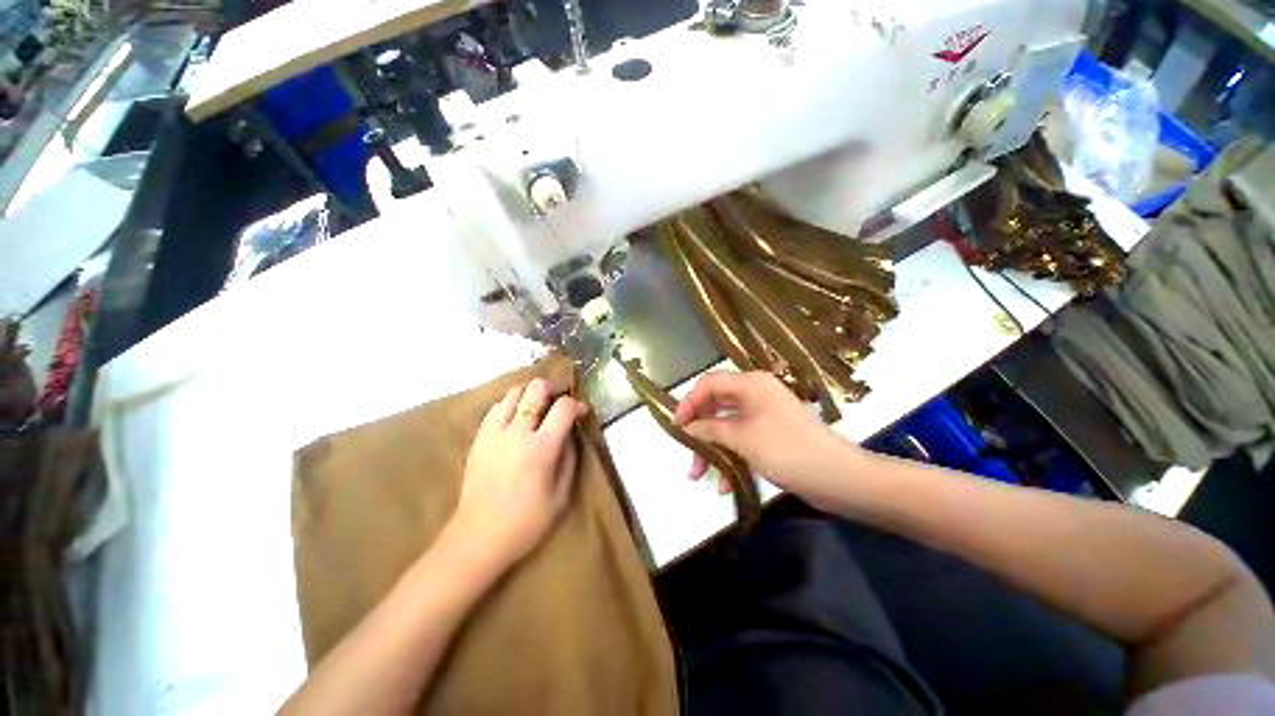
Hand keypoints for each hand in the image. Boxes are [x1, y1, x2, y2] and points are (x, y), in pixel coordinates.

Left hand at [450, 378, 586, 573]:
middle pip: (536, 389)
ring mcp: (494, 433)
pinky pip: (495, 408)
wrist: (478, 537)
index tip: (582, 413)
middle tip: (558, 400)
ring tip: (537, 405)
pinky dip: (510, 405)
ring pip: (513, 393)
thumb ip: (570, 458)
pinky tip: (516, 417)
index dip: (577, 404)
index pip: (564, 407)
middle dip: (552, 388)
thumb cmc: (526, 521)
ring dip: (530, 394)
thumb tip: (571, 433)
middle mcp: (517, 433)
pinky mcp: (479, 438)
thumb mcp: (561, 495)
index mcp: (542, 448)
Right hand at [674, 371, 863, 510]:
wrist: (839, 478)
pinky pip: (742, 440)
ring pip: (727, 426)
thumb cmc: (787, 450)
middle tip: (686, 453)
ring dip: (713, 449)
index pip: (709, 383)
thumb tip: (688, 427)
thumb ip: (711, 429)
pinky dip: (731, 458)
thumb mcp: (742, 438)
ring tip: (700, 476)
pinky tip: (726, 484)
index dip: (689, 401)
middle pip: (717, 405)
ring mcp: (764, 416)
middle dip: (699, 430)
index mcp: (751, 385)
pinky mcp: (771, 436)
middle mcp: (756, 395)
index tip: (676, 426)